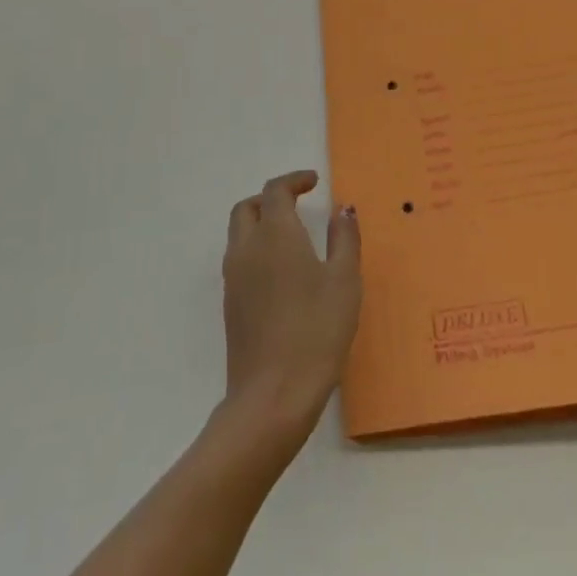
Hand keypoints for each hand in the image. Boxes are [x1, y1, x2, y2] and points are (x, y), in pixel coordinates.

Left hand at [220, 171, 361, 444]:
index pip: (275, 190)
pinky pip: (240, 259)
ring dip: (261, 222)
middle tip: (298, 204)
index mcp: (275, 234)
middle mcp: (247, 248)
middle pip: (247, 207)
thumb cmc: (317, 331)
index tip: (314, 182)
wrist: (272, 395)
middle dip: (271, 198)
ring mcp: (234, 278)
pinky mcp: (231, 305)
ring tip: (293, 236)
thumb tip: (343, 208)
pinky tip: (283, 272)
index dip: (294, 180)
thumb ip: (344, 238)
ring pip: (239, 233)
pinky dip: (257, 249)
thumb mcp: (344, 280)